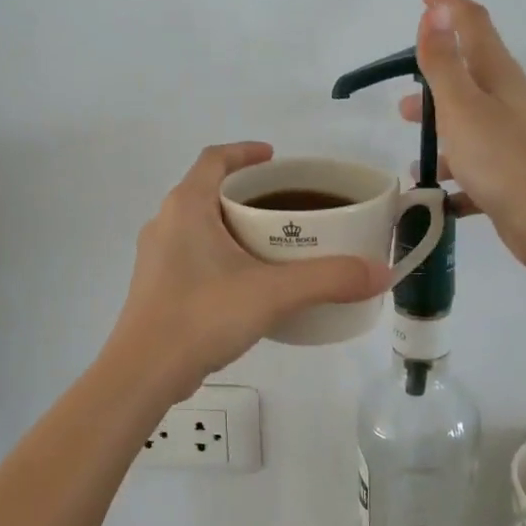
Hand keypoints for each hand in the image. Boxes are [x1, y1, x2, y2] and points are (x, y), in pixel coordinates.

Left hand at [109, 143, 389, 399]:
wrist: (143, 373)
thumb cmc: (202, 316)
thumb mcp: (273, 293)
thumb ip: (329, 279)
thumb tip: (381, 272)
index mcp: (186, 207)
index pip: (214, 159)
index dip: (245, 152)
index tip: (275, 158)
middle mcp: (165, 223)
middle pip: (208, 190)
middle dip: (246, 193)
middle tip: (285, 206)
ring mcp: (156, 257)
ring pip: (199, 225)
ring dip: (232, 225)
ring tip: (272, 243)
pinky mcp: (156, 287)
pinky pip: (193, 254)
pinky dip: (220, 254)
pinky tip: (246, 282)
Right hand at [401, 0, 525, 274]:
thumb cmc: (503, 159)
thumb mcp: (462, 106)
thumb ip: (444, 61)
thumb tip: (435, 9)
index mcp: (497, 76)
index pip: (472, 23)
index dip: (447, 4)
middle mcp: (507, 102)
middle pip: (468, 77)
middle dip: (435, 78)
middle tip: (403, 88)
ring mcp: (510, 140)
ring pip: (467, 126)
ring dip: (440, 131)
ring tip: (412, 149)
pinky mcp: (509, 177)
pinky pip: (473, 169)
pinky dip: (452, 176)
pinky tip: (433, 194)